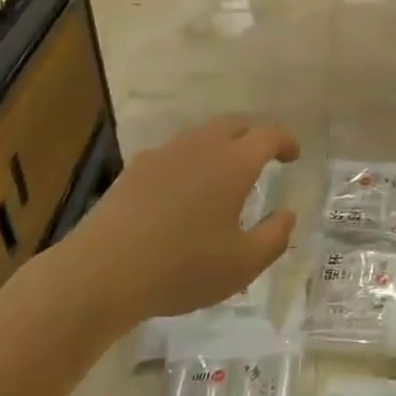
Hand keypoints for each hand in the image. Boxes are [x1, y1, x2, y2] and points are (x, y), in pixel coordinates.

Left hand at [64, 116, 298, 327]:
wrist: (103, 271)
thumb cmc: (183, 267)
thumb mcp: (242, 264)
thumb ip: (274, 237)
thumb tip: (287, 214)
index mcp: (234, 163)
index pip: (268, 135)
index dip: (285, 142)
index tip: (293, 156)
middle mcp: (201, 146)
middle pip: (234, 125)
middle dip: (252, 136)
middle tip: (261, 158)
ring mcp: (164, 154)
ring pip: (201, 136)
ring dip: (219, 146)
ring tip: (222, 175)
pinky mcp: (135, 169)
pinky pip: (173, 153)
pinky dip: (188, 162)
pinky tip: (182, 191)